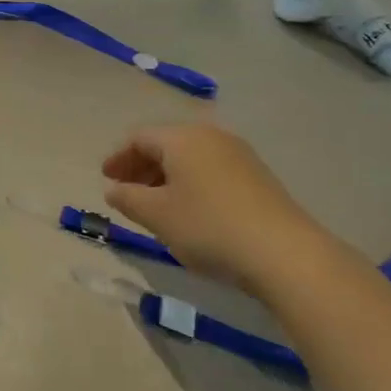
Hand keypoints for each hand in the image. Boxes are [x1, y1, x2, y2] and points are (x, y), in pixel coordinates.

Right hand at [102, 120, 332, 293]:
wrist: (284, 253)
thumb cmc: (208, 226)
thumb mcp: (156, 215)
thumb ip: (128, 198)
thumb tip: (114, 189)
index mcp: (182, 139)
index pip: (139, 137)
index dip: (118, 157)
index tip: (106, 179)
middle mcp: (211, 137)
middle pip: (166, 144)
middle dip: (141, 166)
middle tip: (125, 191)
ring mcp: (239, 156)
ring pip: (190, 158)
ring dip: (166, 176)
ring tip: (155, 204)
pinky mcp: (258, 178)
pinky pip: (211, 171)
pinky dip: (191, 184)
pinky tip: (189, 210)